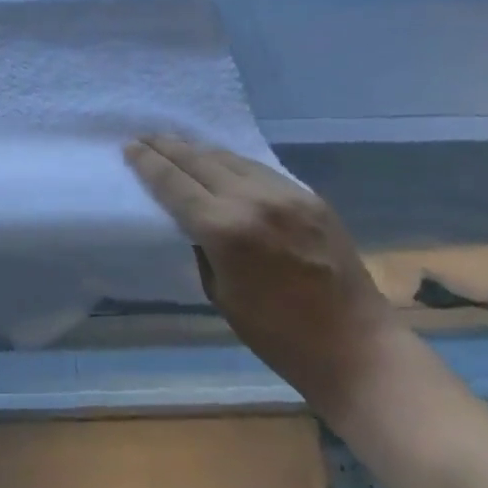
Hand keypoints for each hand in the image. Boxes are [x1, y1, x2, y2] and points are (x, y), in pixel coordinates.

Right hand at [124, 135, 400, 419]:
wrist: (358, 350)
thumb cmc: (279, 336)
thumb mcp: (220, 294)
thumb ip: (203, 246)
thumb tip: (193, 220)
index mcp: (224, 229)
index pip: (173, 183)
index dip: (148, 163)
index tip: (130, 147)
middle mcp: (252, 200)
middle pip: (198, 160)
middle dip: (168, 147)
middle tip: (146, 136)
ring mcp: (285, 194)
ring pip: (230, 157)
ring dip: (200, 150)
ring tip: (179, 144)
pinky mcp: (310, 197)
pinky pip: (260, 169)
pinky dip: (234, 163)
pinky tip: (223, 163)